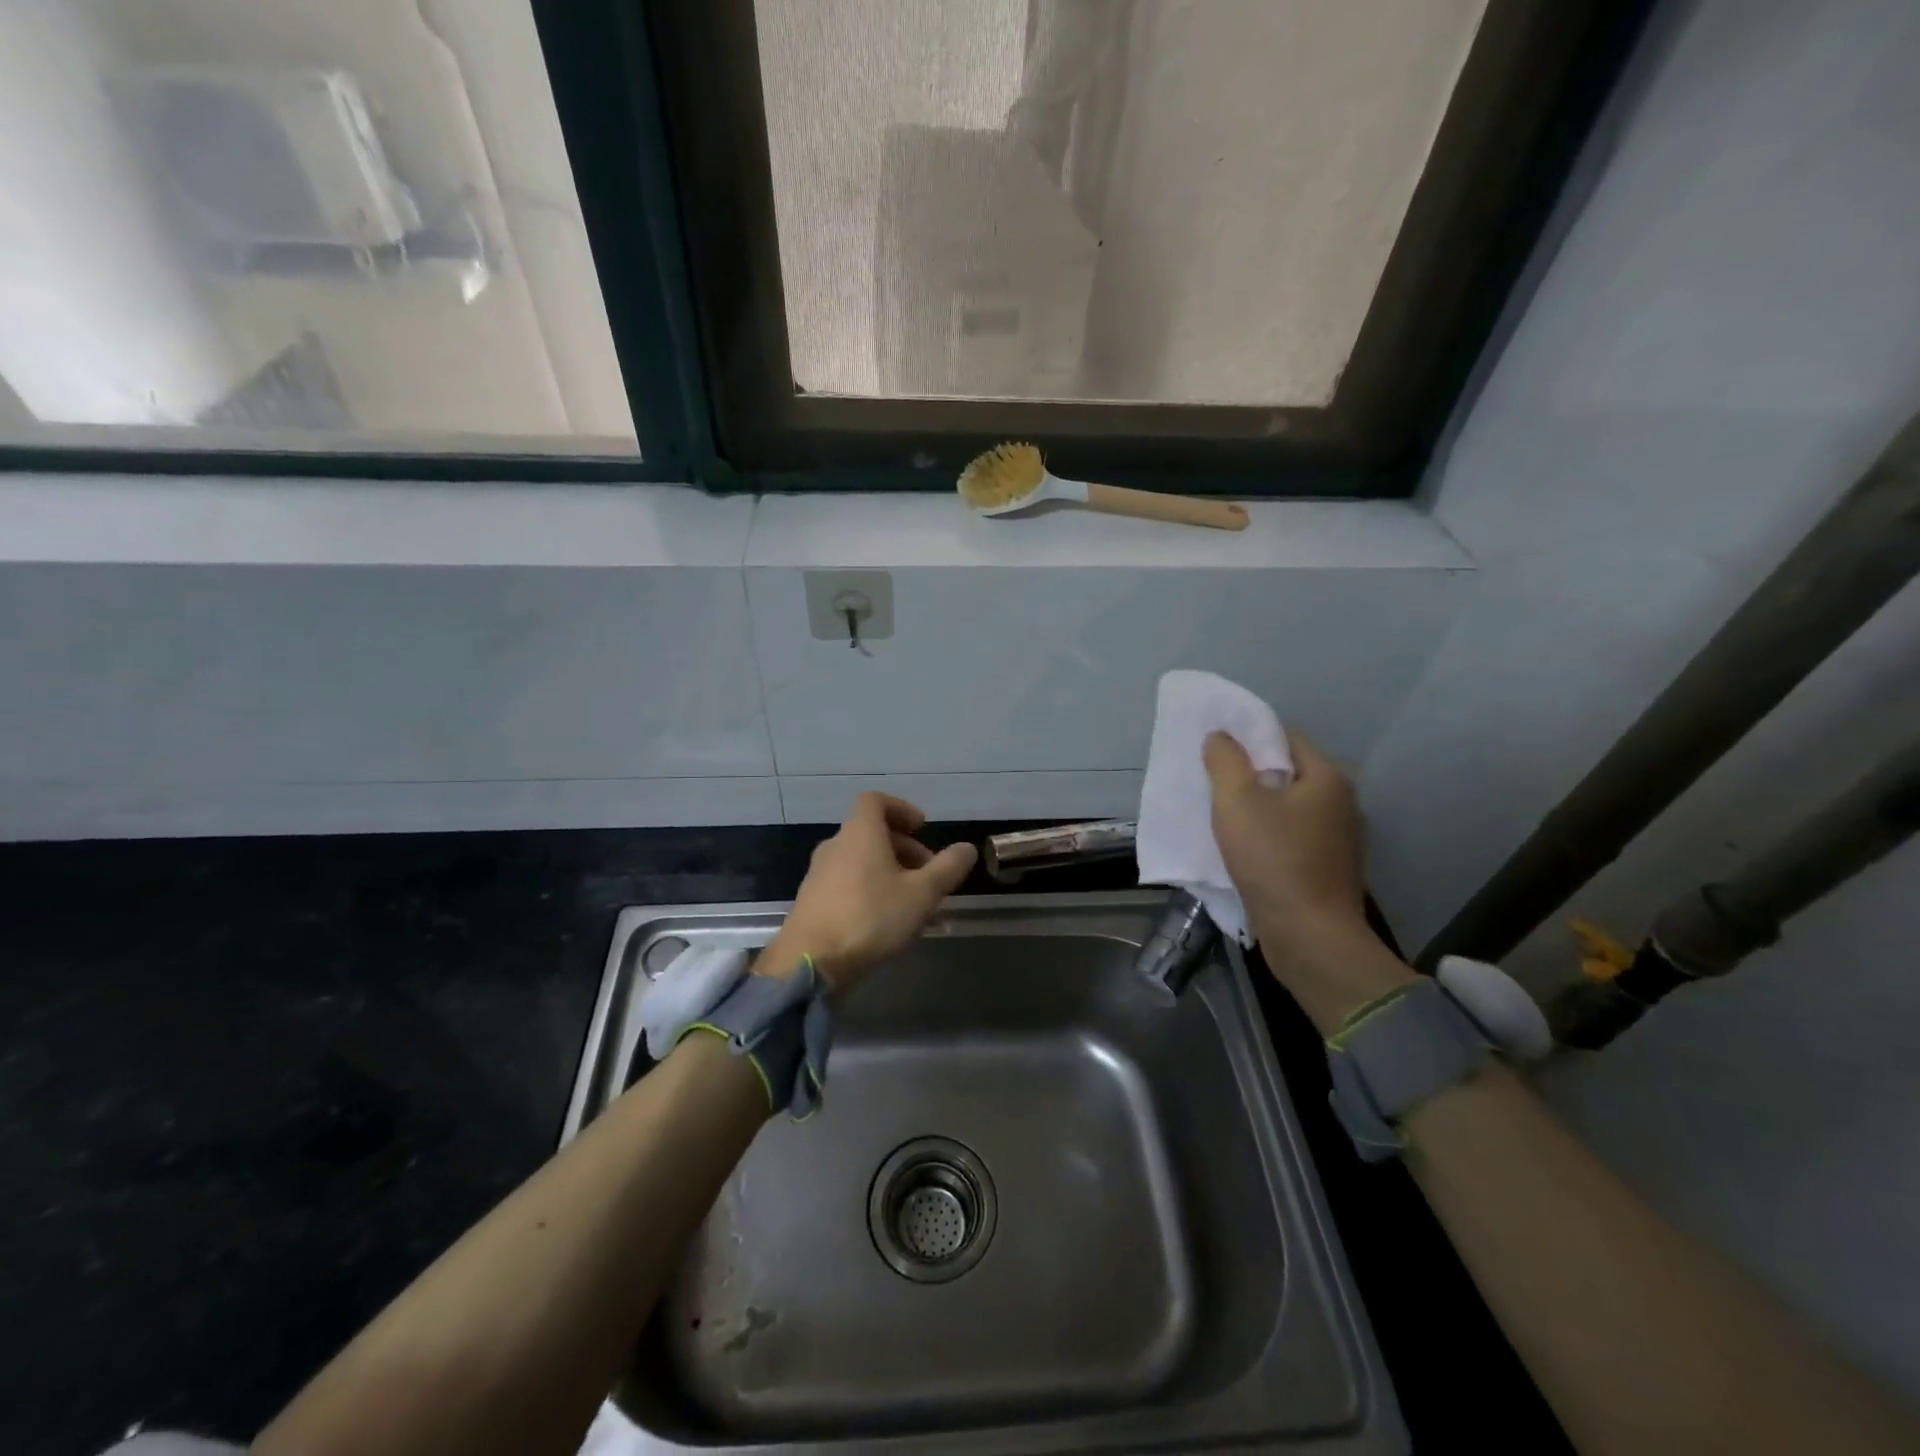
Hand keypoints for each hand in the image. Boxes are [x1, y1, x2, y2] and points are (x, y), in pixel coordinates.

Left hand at [760, 792, 977, 990]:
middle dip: (903, 847)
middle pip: (870, 832)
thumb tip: (967, 848)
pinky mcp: (812, 901)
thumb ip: (947, 868)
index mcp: (860, 833)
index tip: (922, 828)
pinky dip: (869, 889)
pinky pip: (847, 882)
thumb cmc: (870, 917)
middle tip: (927, 873)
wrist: (809, 961)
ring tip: (912, 902)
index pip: (875, 800)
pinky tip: (885, 921)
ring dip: (888, 871)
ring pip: (860, 860)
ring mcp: (819, 874)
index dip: (901, 808)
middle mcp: (836, 845)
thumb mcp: (921, 894)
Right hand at [1204, 729, 1413, 1031]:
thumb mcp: (1236, 802)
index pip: (1285, 737)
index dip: (1248, 737)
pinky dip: (1268, 835)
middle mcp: (1342, 803)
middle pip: (1288, 772)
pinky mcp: (1329, 869)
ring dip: (1258, 808)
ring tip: (1221, 815)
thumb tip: (1220, 736)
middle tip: (1211, 781)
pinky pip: (1292, 837)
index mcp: (1327, 778)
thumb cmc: (1273, 860)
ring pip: (1289, 808)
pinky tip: (1243, 848)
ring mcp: (1339, 839)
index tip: (1215, 748)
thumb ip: (1225, 761)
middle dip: (1250, 774)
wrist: (1310, 937)